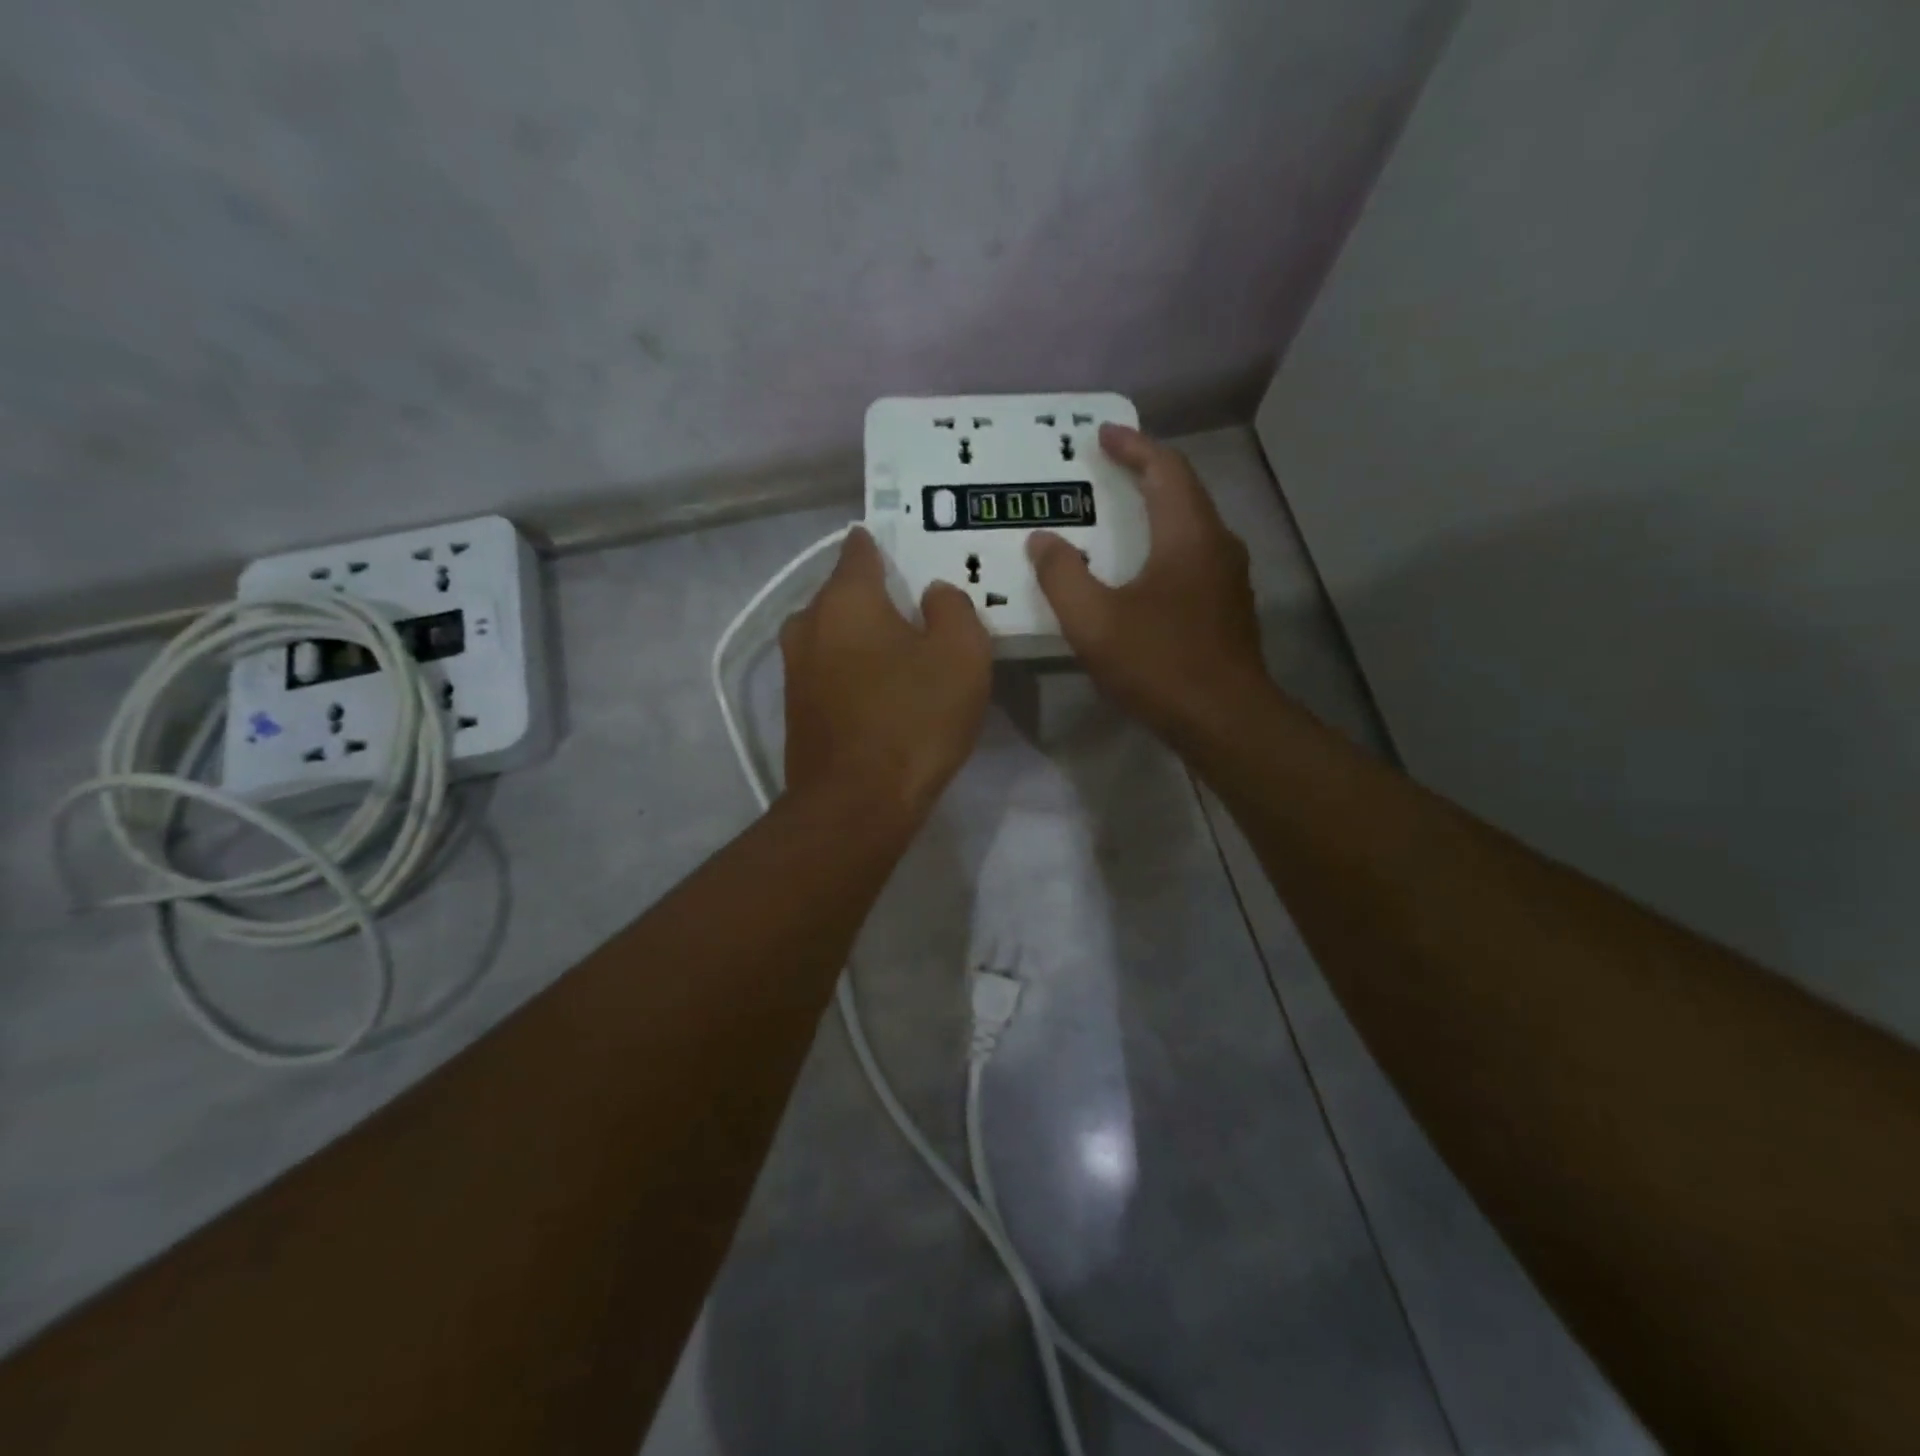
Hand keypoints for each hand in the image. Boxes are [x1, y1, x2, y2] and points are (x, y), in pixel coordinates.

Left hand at [781, 527, 991, 824]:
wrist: (854, 804)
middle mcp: (809, 623)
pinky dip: (852, 669)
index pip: (860, 548)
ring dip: (863, 636)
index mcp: (846, 598)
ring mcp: (795, 668)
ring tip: (901, 652)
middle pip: (844, 592)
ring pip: (834, 633)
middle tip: (919, 611)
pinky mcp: (795, 707)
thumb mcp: (961, 655)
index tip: (911, 551)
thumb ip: (953, 609)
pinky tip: (880, 690)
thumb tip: (933, 594)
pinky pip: (829, 669)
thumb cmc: (913, 719)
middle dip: (877, 595)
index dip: (886, 544)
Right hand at [1029, 424, 1266, 743]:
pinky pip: (1194, 557)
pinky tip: (1142, 570)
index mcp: (1188, 535)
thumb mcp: (1094, 622)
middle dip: (1146, 471)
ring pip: (1192, 526)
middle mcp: (1217, 545)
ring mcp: (1228, 579)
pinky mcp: (1228, 609)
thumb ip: (1062, 576)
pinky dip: (1165, 544)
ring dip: (1157, 509)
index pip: (1165, 468)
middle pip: (1183, 491)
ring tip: (1120, 513)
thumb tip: (1043, 540)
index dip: (1133, 446)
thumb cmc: (1159, 664)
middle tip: (1107, 467)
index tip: (1102, 434)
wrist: (1225, 721)